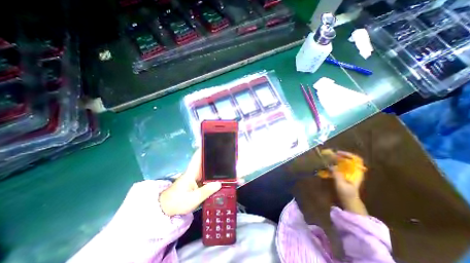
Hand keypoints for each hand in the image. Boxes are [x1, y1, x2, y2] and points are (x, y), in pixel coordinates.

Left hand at [160, 149, 222, 215]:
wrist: (166, 208)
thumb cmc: (177, 202)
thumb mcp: (193, 199)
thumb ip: (206, 191)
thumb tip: (219, 183)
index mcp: (191, 173)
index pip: (197, 158)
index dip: (203, 150)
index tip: (211, 143)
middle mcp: (193, 172)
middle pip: (203, 161)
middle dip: (212, 156)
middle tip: (223, 153)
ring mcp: (194, 177)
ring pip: (204, 168)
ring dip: (212, 164)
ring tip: (223, 161)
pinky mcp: (195, 181)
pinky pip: (205, 174)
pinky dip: (211, 172)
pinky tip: (219, 174)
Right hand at [328, 152, 368, 215]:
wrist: (349, 204)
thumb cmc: (347, 194)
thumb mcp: (341, 184)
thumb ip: (336, 174)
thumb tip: (330, 165)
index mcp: (357, 172)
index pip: (356, 159)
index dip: (348, 154)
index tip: (338, 153)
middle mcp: (353, 171)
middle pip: (348, 159)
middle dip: (338, 156)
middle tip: (329, 154)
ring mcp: (348, 174)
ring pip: (342, 163)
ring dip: (335, 160)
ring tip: (326, 158)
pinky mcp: (343, 176)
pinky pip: (338, 167)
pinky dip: (332, 165)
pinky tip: (326, 166)